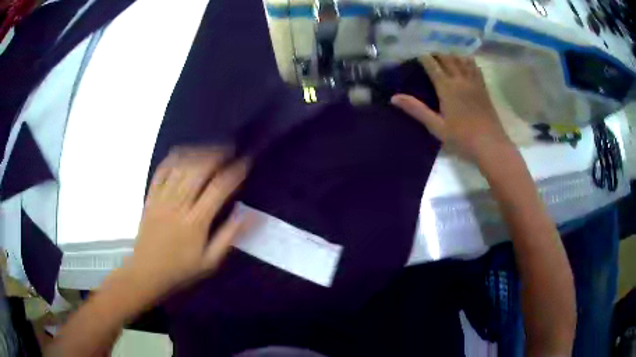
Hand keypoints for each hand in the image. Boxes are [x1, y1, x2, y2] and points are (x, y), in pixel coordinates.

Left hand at [125, 147, 250, 301]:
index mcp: (195, 223)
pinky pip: (161, 171)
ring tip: (211, 148)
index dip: (234, 173)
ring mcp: (161, 199)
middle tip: (230, 149)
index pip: (218, 189)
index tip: (245, 161)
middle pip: (198, 171)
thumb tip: (250, 215)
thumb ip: (229, 236)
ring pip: (181, 167)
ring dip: (198, 153)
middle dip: (216, 155)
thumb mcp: (210, 261)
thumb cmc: (181, 269)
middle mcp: (178, 205)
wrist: (147, 272)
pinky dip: (173, 158)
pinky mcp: (150, 197)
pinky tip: (184, 152)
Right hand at [391, 54, 513, 163]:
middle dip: (437, 53)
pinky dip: (468, 61)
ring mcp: (474, 83)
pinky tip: (466, 63)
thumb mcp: (436, 126)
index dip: (424, 58)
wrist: (490, 145)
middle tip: (429, 55)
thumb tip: (394, 98)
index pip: (433, 65)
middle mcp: (461, 80)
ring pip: (462, 60)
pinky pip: (475, 68)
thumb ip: (416, 110)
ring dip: (452, 55)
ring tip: (446, 56)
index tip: (417, 54)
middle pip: (447, 58)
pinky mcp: (484, 88)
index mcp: (447, 88)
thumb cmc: (462, 138)